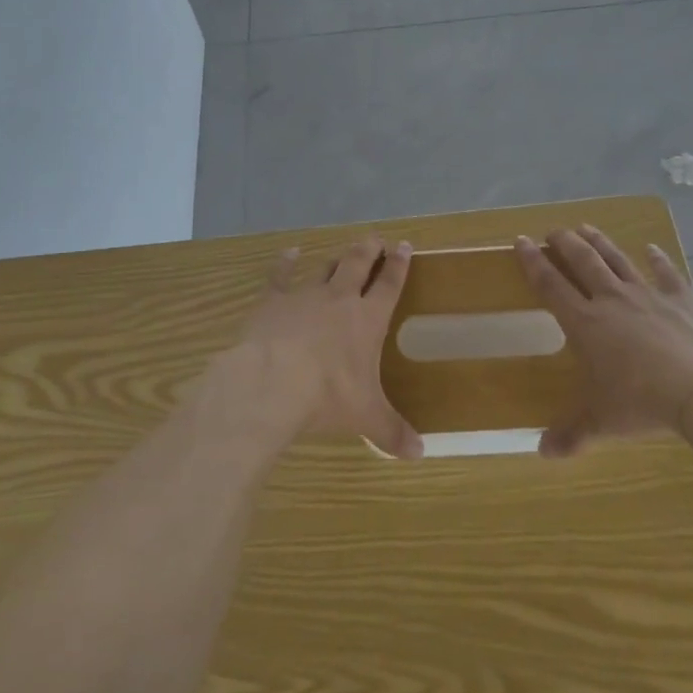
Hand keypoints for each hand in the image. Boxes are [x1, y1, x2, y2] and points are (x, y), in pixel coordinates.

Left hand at [210, 237, 422, 459]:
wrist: (272, 382)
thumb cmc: (327, 396)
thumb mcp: (366, 417)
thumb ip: (392, 431)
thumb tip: (420, 453)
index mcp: (367, 320)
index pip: (389, 285)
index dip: (399, 266)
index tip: (405, 246)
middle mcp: (339, 299)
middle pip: (358, 264)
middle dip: (369, 250)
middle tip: (376, 238)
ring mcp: (305, 295)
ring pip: (325, 268)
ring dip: (336, 260)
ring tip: (343, 252)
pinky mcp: (273, 300)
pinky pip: (281, 275)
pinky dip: (285, 263)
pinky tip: (289, 253)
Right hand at [516, 225, 692, 456]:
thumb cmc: (643, 403)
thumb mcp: (602, 422)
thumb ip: (571, 434)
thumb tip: (541, 452)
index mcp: (586, 323)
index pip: (551, 285)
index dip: (533, 262)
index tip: (520, 242)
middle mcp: (612, 300)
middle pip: (583, 261)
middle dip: (564, 243)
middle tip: (553, 231)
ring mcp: (648, 295)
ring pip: (617, 259)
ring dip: (600, 242)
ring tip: (586, 227)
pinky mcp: (682, 298)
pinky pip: (666, 272)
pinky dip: (658, 259)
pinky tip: (652, 248)